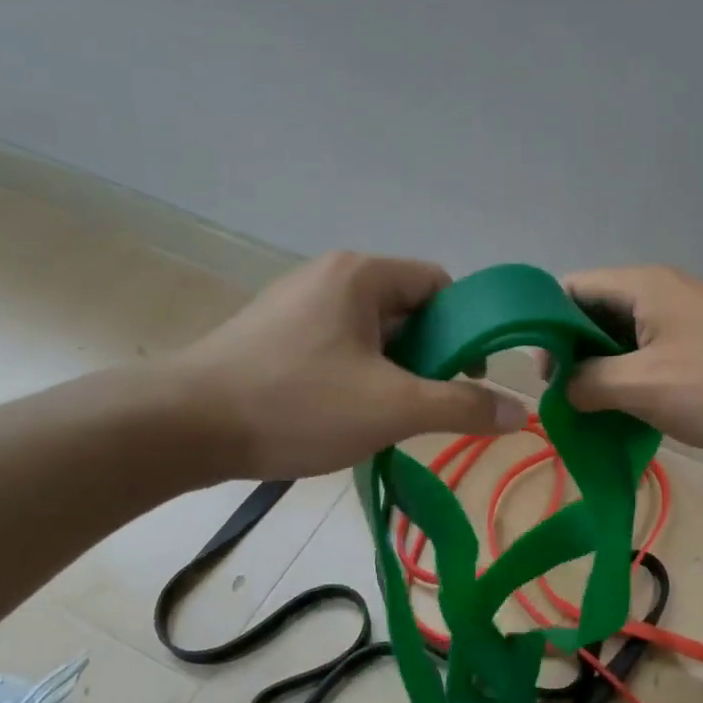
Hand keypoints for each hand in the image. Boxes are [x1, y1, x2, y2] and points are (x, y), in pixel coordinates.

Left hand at [159, 252, 529, 480]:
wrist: (182, 427)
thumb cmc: (296, 404)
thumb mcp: (392, 407)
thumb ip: (461, 406)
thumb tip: (520, 412)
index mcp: (361, 275)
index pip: (439, 285)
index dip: (466, 327)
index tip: (469, 375)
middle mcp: (329, 277)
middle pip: (406, 309)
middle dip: (429, 355)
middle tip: (430, 403)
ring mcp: (296, 306)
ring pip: (372, 333)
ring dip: (394, 371)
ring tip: (390, 416)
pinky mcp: (274, 336)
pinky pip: (338, 347)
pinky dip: (358, 376)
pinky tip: (348, 415)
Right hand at [558, 266, 702, 453]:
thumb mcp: (642, 386)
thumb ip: (588, 382)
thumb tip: (563, 387)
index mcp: (640, 286)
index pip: (568, 290)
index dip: (545, 327)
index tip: (545, 375)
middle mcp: (660, 291)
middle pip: (594, 313)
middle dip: (573, 356)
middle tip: (568, 401)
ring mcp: (687, 317)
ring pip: (624, 339)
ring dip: (604, 373)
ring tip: (596, 414)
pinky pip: (653, 355)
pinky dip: (635, 380)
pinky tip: (635, 414)